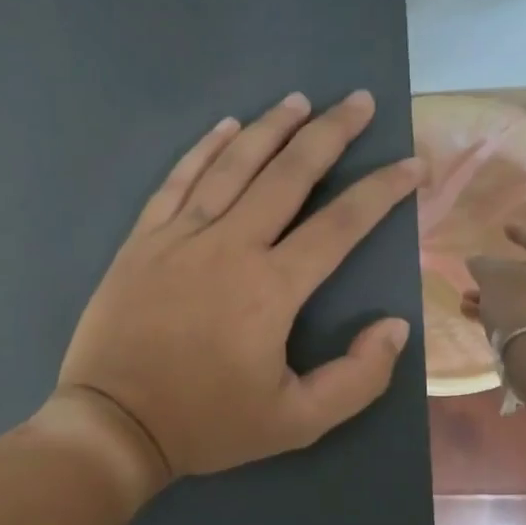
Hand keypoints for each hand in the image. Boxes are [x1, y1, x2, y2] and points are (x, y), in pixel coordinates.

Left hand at [56, 91, 423, 484]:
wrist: (114, 423)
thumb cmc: (205, 424)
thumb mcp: (295, 422)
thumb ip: (356, 379)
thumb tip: (394, 326)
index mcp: (271, 288)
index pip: (341, 224)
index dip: (382, 190)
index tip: (411, 165)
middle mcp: (229, 246)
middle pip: (288, 174)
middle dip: (330, 133)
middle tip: (358, 101)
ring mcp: (179, 237)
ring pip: (232, 166)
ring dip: (270, 128)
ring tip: (299, 100)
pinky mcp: (142, 240)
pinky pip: (177, 181)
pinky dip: (203, 150)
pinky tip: (225, 128)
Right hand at [464, 224, 525, 345]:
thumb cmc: (520, 305)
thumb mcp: (493, 277)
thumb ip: (483, 264)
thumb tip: (477, 260)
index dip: (522, 232)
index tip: (504, 229)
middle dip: (500, 275)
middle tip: (478, 275)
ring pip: (525, 297)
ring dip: (495, 297)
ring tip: (467, 302)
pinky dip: (503, 314)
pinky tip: (476, 319)